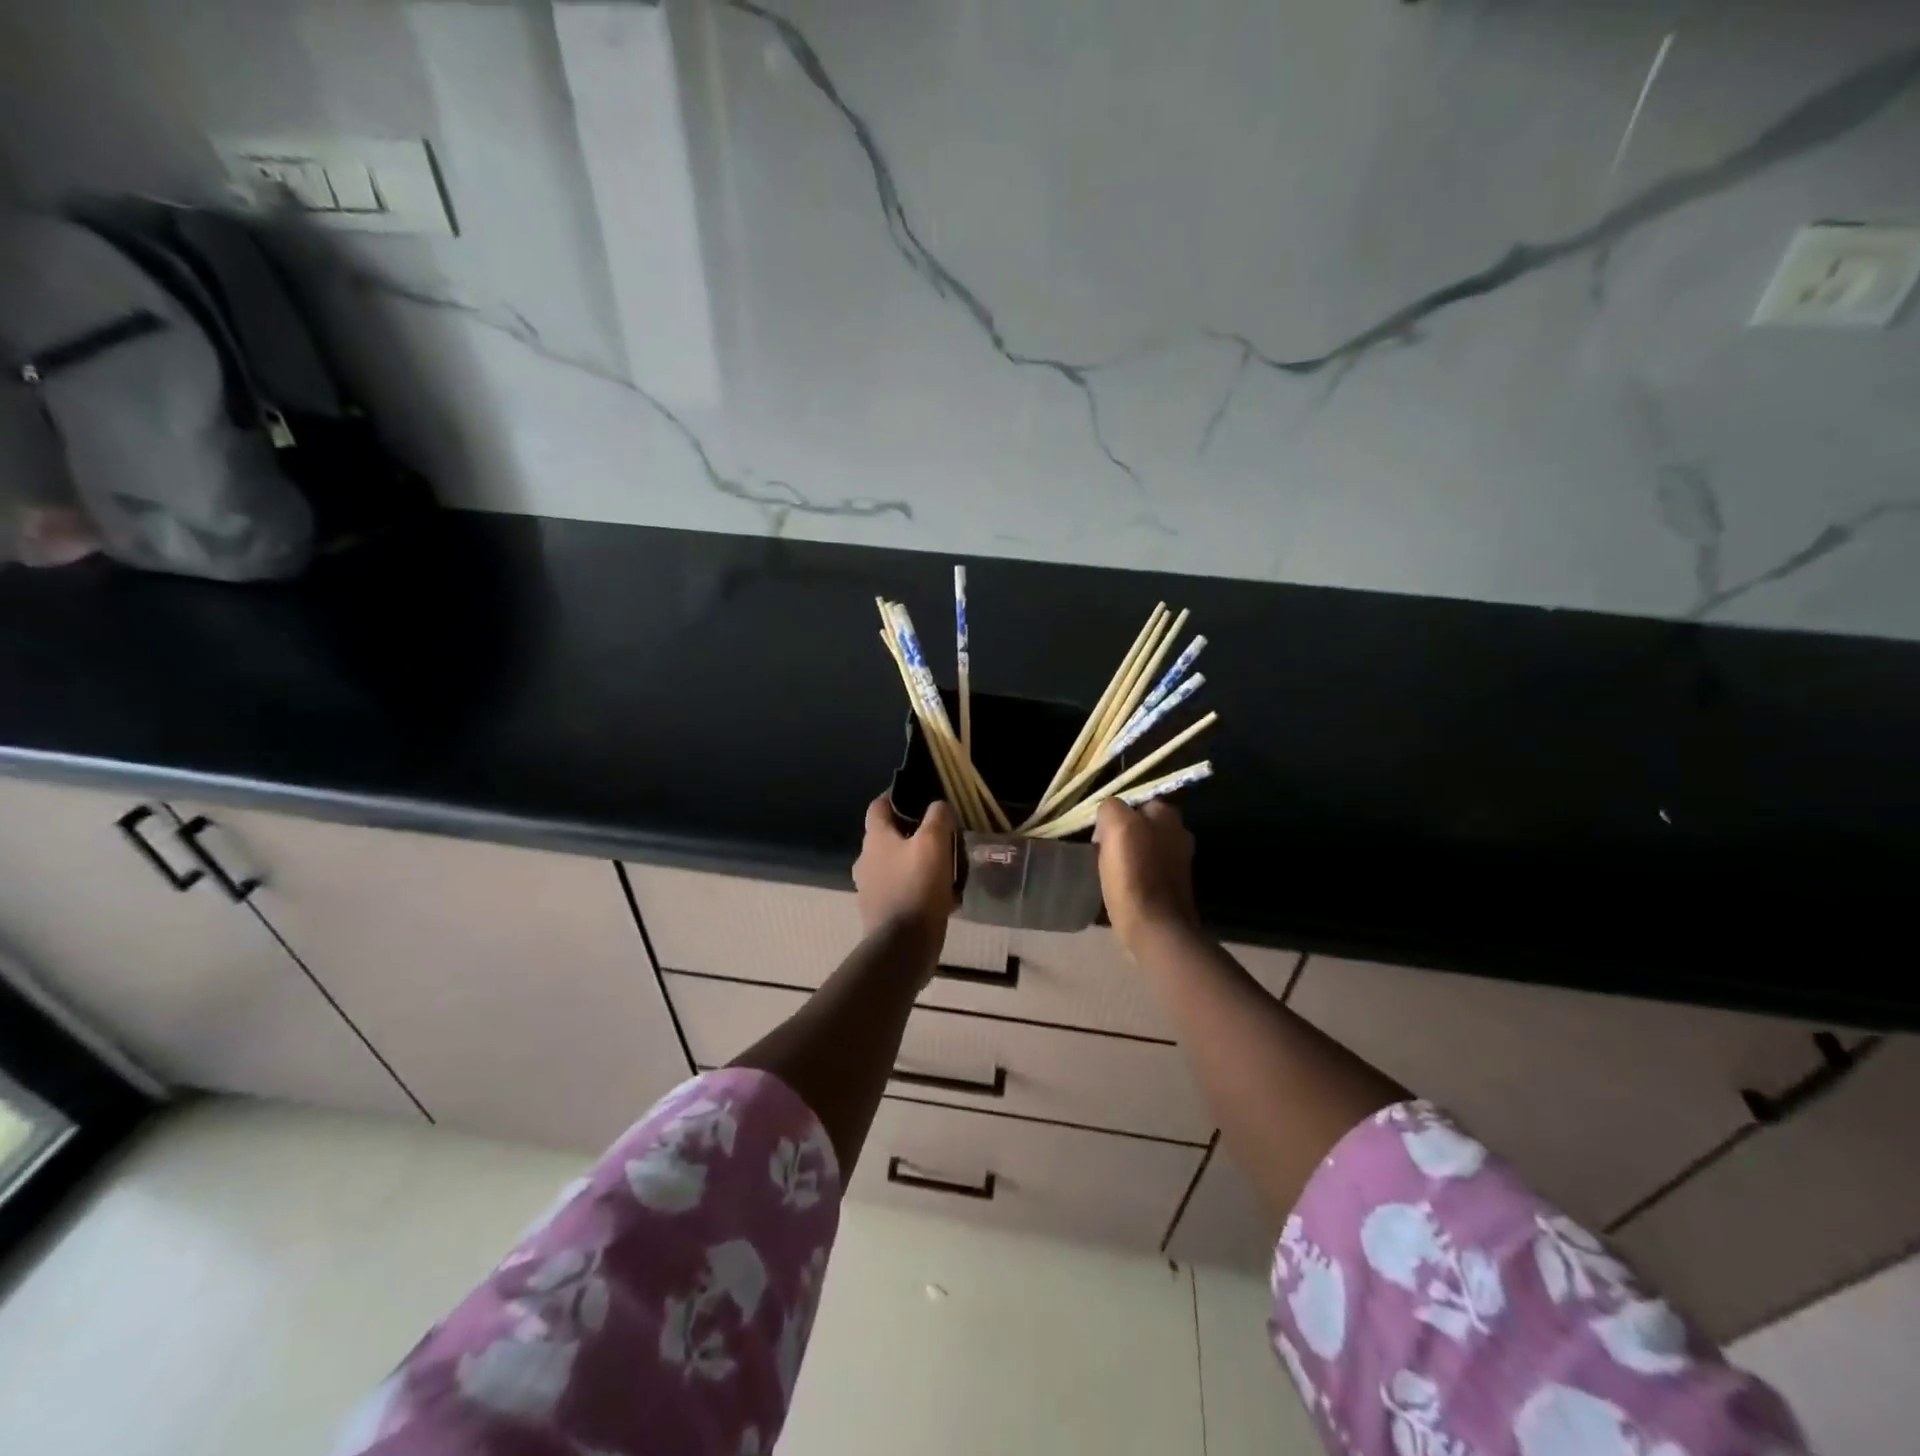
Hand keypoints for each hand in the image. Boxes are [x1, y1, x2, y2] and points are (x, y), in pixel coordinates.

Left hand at [853, 794, 959, 954]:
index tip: (919, 797)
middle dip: (913, 833)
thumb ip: (937, 817)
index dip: (896, 797)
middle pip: (889, 836)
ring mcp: (870, 888)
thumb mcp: (934, 843)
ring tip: (946, 868)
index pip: (879, 806)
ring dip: (917, 863)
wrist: (903, 946)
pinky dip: (918, 888)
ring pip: (896, 864)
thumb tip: (938, 806)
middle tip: (941, 836)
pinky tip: (942, 897)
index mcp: (874, 839)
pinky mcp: (880, 911)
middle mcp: (866, 860)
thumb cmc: (917, 887)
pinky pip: (902, 890)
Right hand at [1095, 799, 1199, 953]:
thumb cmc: (1134, 875)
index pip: (1136, 803)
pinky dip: (1134, 877)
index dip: (1115, 816)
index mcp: (1168, 816)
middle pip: (1141, 827)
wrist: (1155, 928)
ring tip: (1107, 872)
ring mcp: (1179, 863)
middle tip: (1101, 852)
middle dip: (1123, 836)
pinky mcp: (1173, 888)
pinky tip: (1121, 888)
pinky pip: (1147, 872)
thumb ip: (1112, 808)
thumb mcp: (1117, 826)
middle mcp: (1180, 834)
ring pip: (1143, 850)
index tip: (1100, 835)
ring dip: (1128, 858)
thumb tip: (1109, 816)